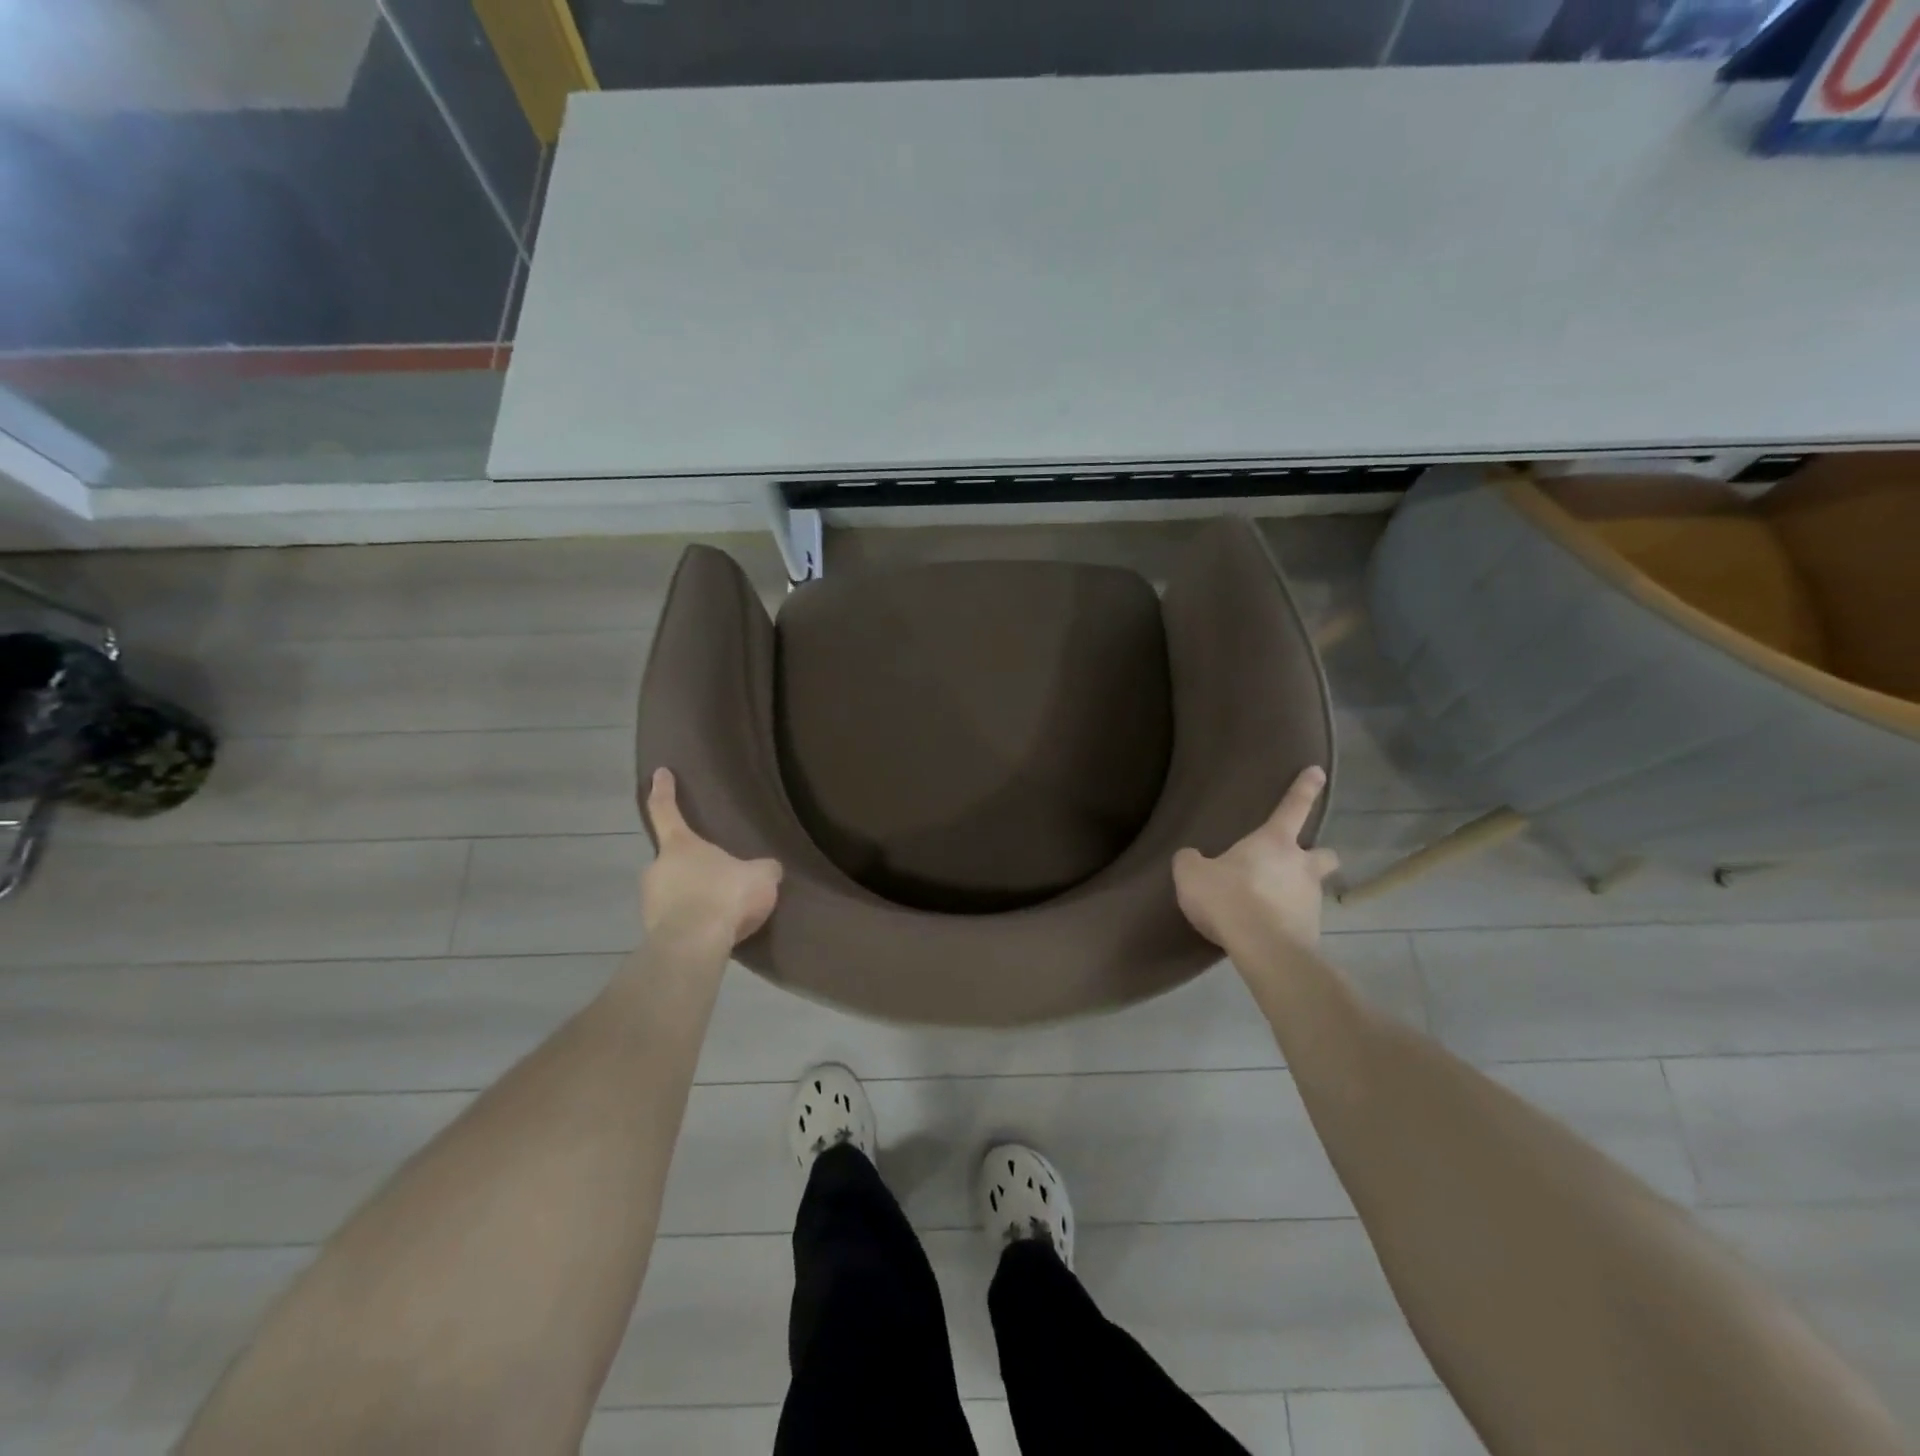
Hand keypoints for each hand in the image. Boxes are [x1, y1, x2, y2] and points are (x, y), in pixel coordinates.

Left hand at [641, 768, 782, 951]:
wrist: (693, 946)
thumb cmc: (724, 896)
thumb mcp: (761, 876)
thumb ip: (763, 869)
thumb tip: (766, 869)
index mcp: (680, 845)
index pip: (666, 810)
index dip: (663, 790)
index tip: (659, 772)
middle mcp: (657, 868)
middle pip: (672, 859)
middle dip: (691, 865)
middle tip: (715, 875)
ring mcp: (650, 902)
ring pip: (672, 892)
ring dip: (691, 896)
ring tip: (719, 910)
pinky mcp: (653, 932)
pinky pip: (676, 919)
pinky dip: (691, 921)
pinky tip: (713, 932)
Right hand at [1172, 766, 1339, 950]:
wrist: (1263, 948)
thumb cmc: (1228, 898)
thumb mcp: (1192, 875)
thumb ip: (1192, 862)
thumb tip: (1191, 857)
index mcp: (1274, 842)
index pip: (1293, 807)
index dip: (1305, 788)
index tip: (1318, 772)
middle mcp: (1301, 866)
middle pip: (1325, 854)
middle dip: (1317, 855)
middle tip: (1298, 864)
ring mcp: (1311, 900)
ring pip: (1313, 889)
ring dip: (1298, 892)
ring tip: (1272, 906)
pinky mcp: (1312, 932)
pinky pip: (1302, 921)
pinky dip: (1289, 922)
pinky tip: (1269, 931)